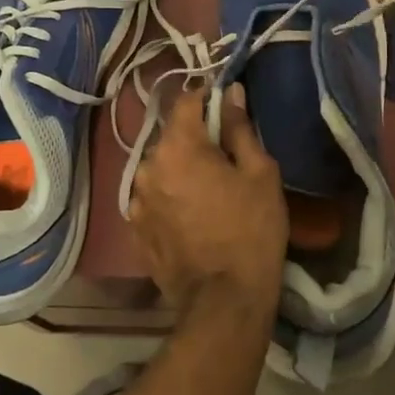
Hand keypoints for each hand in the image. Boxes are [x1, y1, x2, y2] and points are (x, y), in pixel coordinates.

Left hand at [129, 85, 287, 319]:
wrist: (224, 301)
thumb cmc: (251, 230)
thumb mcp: (259, 173)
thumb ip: (240, 128)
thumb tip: (231, 93)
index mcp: (178, 146)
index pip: (186, 101)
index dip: (207, 98)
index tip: (227, 107)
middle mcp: (148, 166)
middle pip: (172, 137)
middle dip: (195, 139)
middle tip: (225, 156)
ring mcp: (136, 200)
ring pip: (161, 168)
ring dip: (180, 170)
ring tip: (208, 191)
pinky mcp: (135, 229)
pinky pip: (153, 198)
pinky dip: (170, 197)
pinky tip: (192, 216)